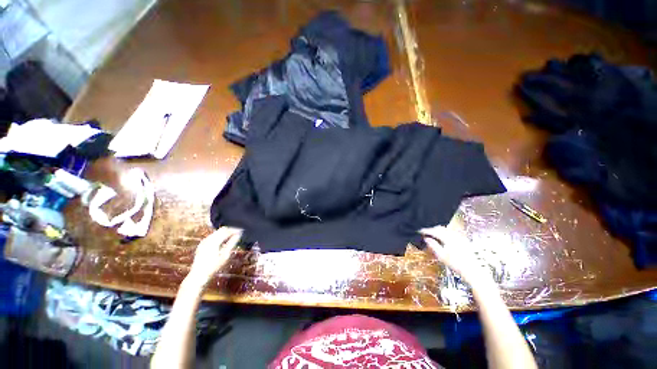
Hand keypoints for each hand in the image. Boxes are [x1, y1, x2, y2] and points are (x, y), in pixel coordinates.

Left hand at [187, 227, 242, 285]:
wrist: (198, 275)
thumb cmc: (213, 267)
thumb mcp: (224, 256)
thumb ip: (231, 243)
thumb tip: (238, 235)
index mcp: (214, 242)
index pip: (226, 231)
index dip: (235, 230)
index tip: (242, 230)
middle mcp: (208, 239)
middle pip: (221, 230)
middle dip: (230, 229)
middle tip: (239, 231)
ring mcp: (204, 241)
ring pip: (217, 232)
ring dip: (225, 232)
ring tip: (233, 235)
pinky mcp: (202, 244)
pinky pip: (213, 236)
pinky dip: (220, 235)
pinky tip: (224, 239)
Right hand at [419, 225, 492, 287]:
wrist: (472, 270)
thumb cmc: (456, 264)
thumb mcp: (441, 256)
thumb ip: (433, 245)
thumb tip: (426, 238)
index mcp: (448, 237)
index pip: (434, 231)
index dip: (426, 230)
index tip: (419, 231)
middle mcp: (454, 235)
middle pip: (440, 228)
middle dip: (432, 229)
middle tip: (425, 232)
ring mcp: (460, 237)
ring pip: (446, 229)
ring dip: (438, 230)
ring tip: (432, 234)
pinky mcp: (463, 240)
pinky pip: (451, 232)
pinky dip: (445, 233)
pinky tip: (442, 238)